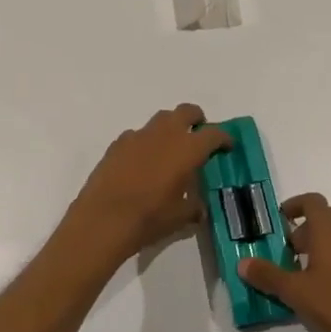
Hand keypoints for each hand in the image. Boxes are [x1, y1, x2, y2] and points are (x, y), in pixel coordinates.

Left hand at [63, 105, 231, 264]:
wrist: (103, 219)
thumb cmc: (148, 218)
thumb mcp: (180, 218)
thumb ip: (194, 207)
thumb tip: (199, 207)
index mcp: (187, 149)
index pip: (213, 134)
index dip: (224, 138)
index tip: (227, 146)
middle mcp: (164, 134)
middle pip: (186, 112)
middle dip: (196, 119)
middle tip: (199, 135)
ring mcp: (138, 136)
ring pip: (160, 119)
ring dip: (170, 128)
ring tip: (170, 148)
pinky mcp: (117, 144)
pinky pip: (137, 135)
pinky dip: (145, 142)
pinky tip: (142, 162)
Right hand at [239, 194, 330, 331]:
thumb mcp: (296, 292)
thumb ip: (268, 275)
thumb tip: (242, 263)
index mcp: (329, 228)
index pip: (311, 201)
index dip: (295, 206)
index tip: (282, 220)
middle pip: (326, 219)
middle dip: (307, 232)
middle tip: (291, 256)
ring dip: (327, 247)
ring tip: (314, 274)